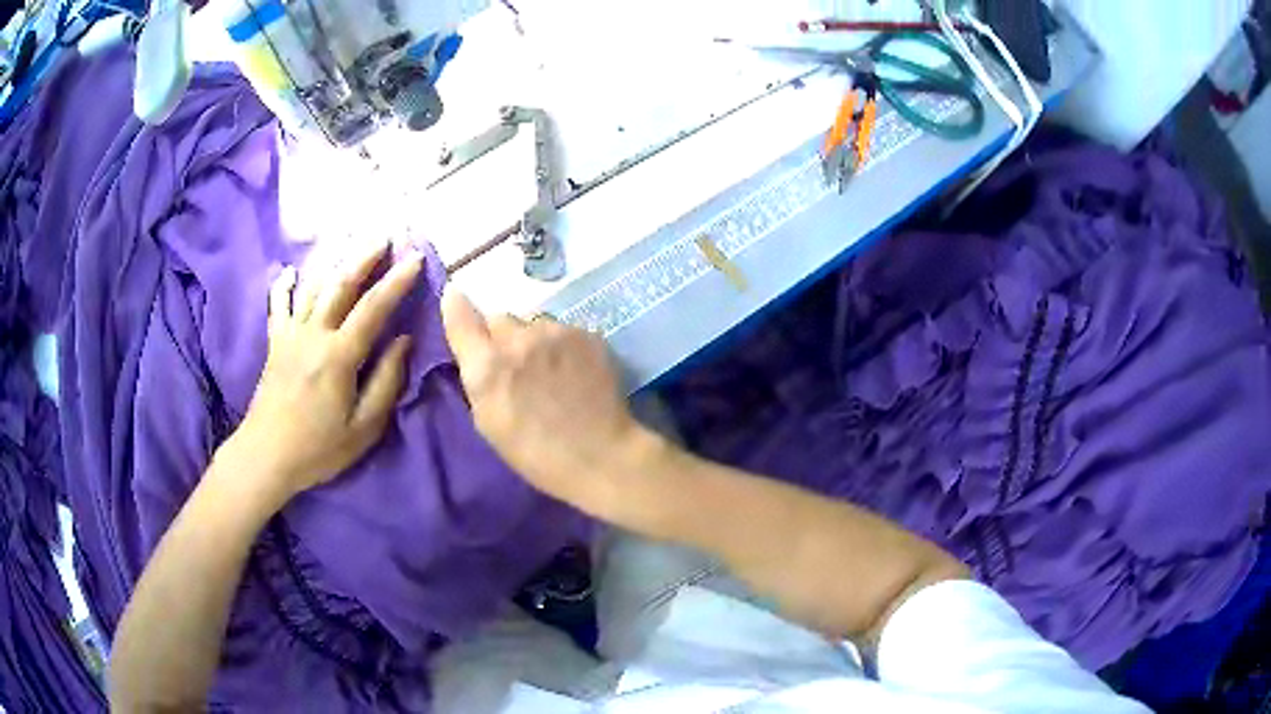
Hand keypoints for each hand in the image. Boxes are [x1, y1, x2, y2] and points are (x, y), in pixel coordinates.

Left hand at [224, 241, 420, 507]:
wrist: (266, 456)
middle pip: (340, 285)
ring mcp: (290, 335)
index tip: (415, 258)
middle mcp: (313, 334)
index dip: (396, 281)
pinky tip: (290, 271)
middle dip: (365, 257)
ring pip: (312, 287)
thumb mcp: (363, 428)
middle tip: (384, 235)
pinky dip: (283, 285)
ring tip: (348, 241)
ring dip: (333, 261)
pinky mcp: (274, 342)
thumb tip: (403, 341)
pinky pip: (277, 304)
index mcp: (338, 356)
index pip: (373, 308)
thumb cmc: (318, 448)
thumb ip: (385, 382)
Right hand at [441, 291, 656, 504]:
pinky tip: (575, 372)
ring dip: (535, 340)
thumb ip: (477, 377)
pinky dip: (564, 346)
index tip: (456, 301)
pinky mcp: (587, 333)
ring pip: (535, 324)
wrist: (600, 456)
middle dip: (502, 337)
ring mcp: (556, 332)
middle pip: (500, 319)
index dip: (456, 307)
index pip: (460, 316)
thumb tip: (474, 348)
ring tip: (551, 372)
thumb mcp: (488, 421)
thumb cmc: (534, 453)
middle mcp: (518, 338)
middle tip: (516, 366)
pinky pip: (564, 331)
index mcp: (487, 365)